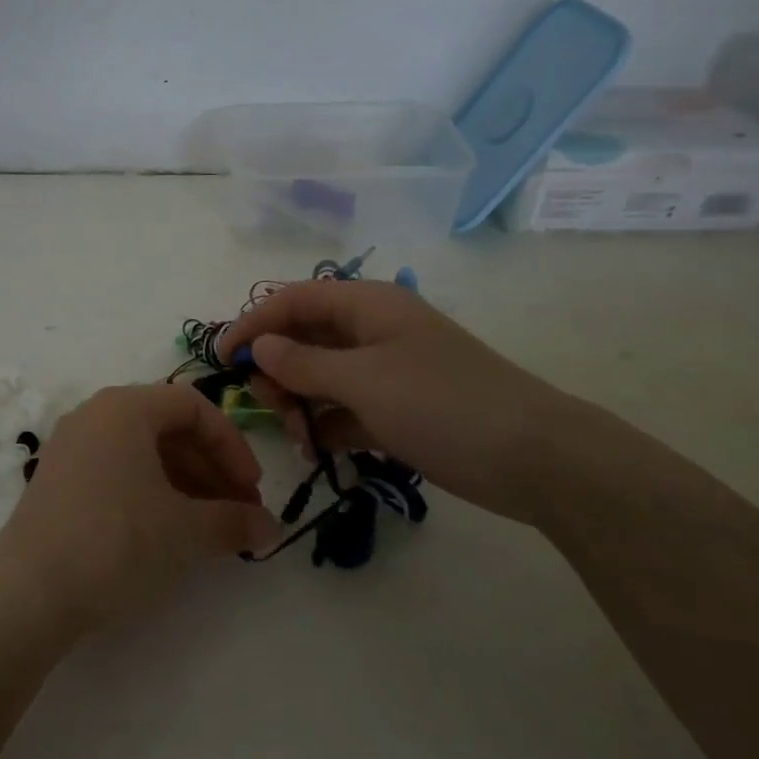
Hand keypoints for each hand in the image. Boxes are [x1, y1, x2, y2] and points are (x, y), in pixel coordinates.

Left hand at [0, 385, 279, 637]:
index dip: (232, 445)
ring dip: (184, 483)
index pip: (193, 406)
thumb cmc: (116, 542)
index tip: (252, 491)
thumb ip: (234, 522)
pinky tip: (166, 532)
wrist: (29, 592)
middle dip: (210, 468)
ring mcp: (70, 448)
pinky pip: (115, 471)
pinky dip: (149, 492)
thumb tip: (271, 528)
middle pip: (166, 427)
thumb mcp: (185, 531)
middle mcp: (93, 416)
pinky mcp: (57, 481)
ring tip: (208, 528)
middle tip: (237, 513)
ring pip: (141, 451)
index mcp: (124, 408)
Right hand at [218, 280, 588, 524]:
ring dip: (300, 402)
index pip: (294, 300)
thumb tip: (260, 346)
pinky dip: (326, 425)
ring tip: (298, 436)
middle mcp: (373, 332)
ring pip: (321, 376)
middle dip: (277, 369)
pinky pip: (344, 409)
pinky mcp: (397, 409)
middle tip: (268, 405)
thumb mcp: (364, 380)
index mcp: (367, 306)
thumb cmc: (443, 403)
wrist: (536, 459)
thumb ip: (304, 363)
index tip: (222, 359)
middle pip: (304, 338)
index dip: (254, 323)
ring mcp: (387, 372)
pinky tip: (317, 450)